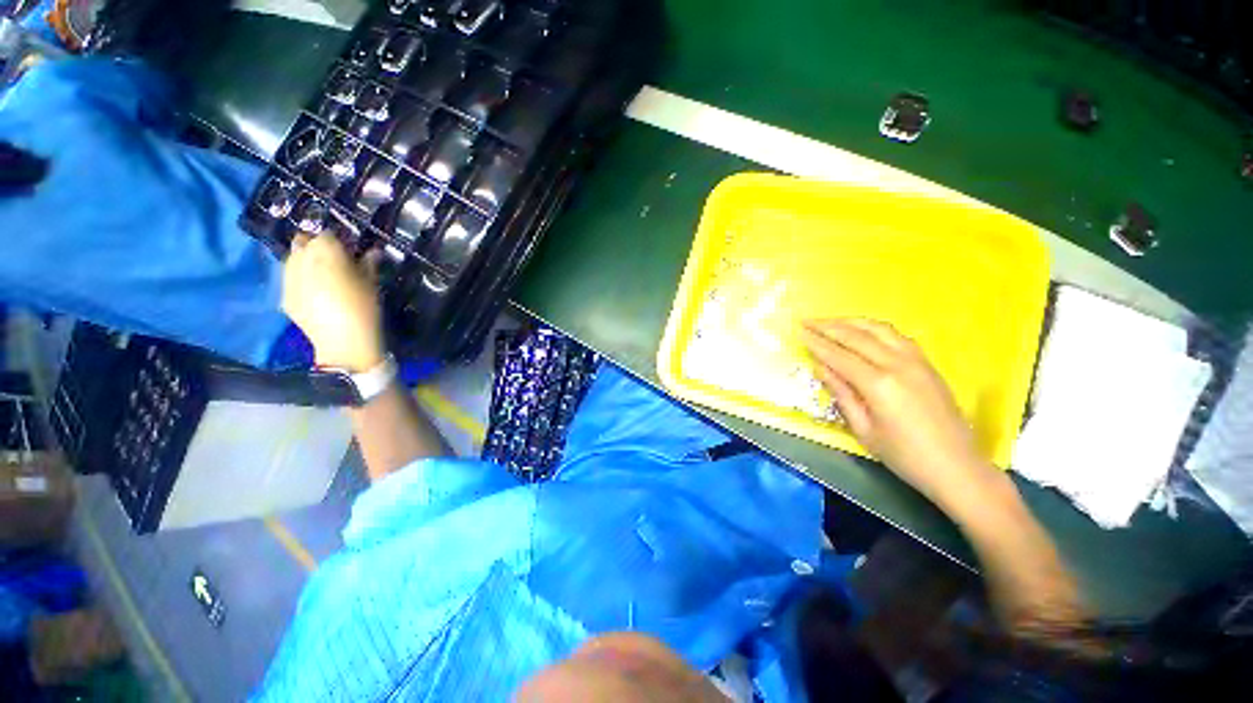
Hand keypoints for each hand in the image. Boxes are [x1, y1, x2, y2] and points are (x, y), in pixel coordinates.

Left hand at [282, 234, 384, 372]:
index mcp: (326, 253)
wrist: (345, 341)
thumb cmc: (365, 308)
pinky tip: (313, 292)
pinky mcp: (284, 295)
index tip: (349, 250)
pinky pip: (289, 279)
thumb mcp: (372, 284)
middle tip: (333, 260)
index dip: (338, 240)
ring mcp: (288, 278)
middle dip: (316, 246)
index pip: (327, 235)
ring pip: (292, 258)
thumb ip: (369, 264)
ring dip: (304, 261)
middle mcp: (302, 260)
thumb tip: (372, 251)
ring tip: (321, 275)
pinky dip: (299, 279)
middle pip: (303, 242)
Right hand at [802, 319, 1002, 510]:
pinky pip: (896, 336)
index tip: (798, 331)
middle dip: (828, 326)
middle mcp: (898, 364)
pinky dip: (874, 328)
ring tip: (830, 321)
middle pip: (856, 336)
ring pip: (878, 329)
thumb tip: (820, 367)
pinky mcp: (928, 363)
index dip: (816, 342)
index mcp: (879, 384)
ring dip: (850, 322)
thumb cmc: (904, 455)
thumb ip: (841, 394)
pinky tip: (863, 331)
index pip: (838, 355)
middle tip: (806, 321)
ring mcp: (916, 361)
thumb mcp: (863, 429)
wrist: (957, 467)